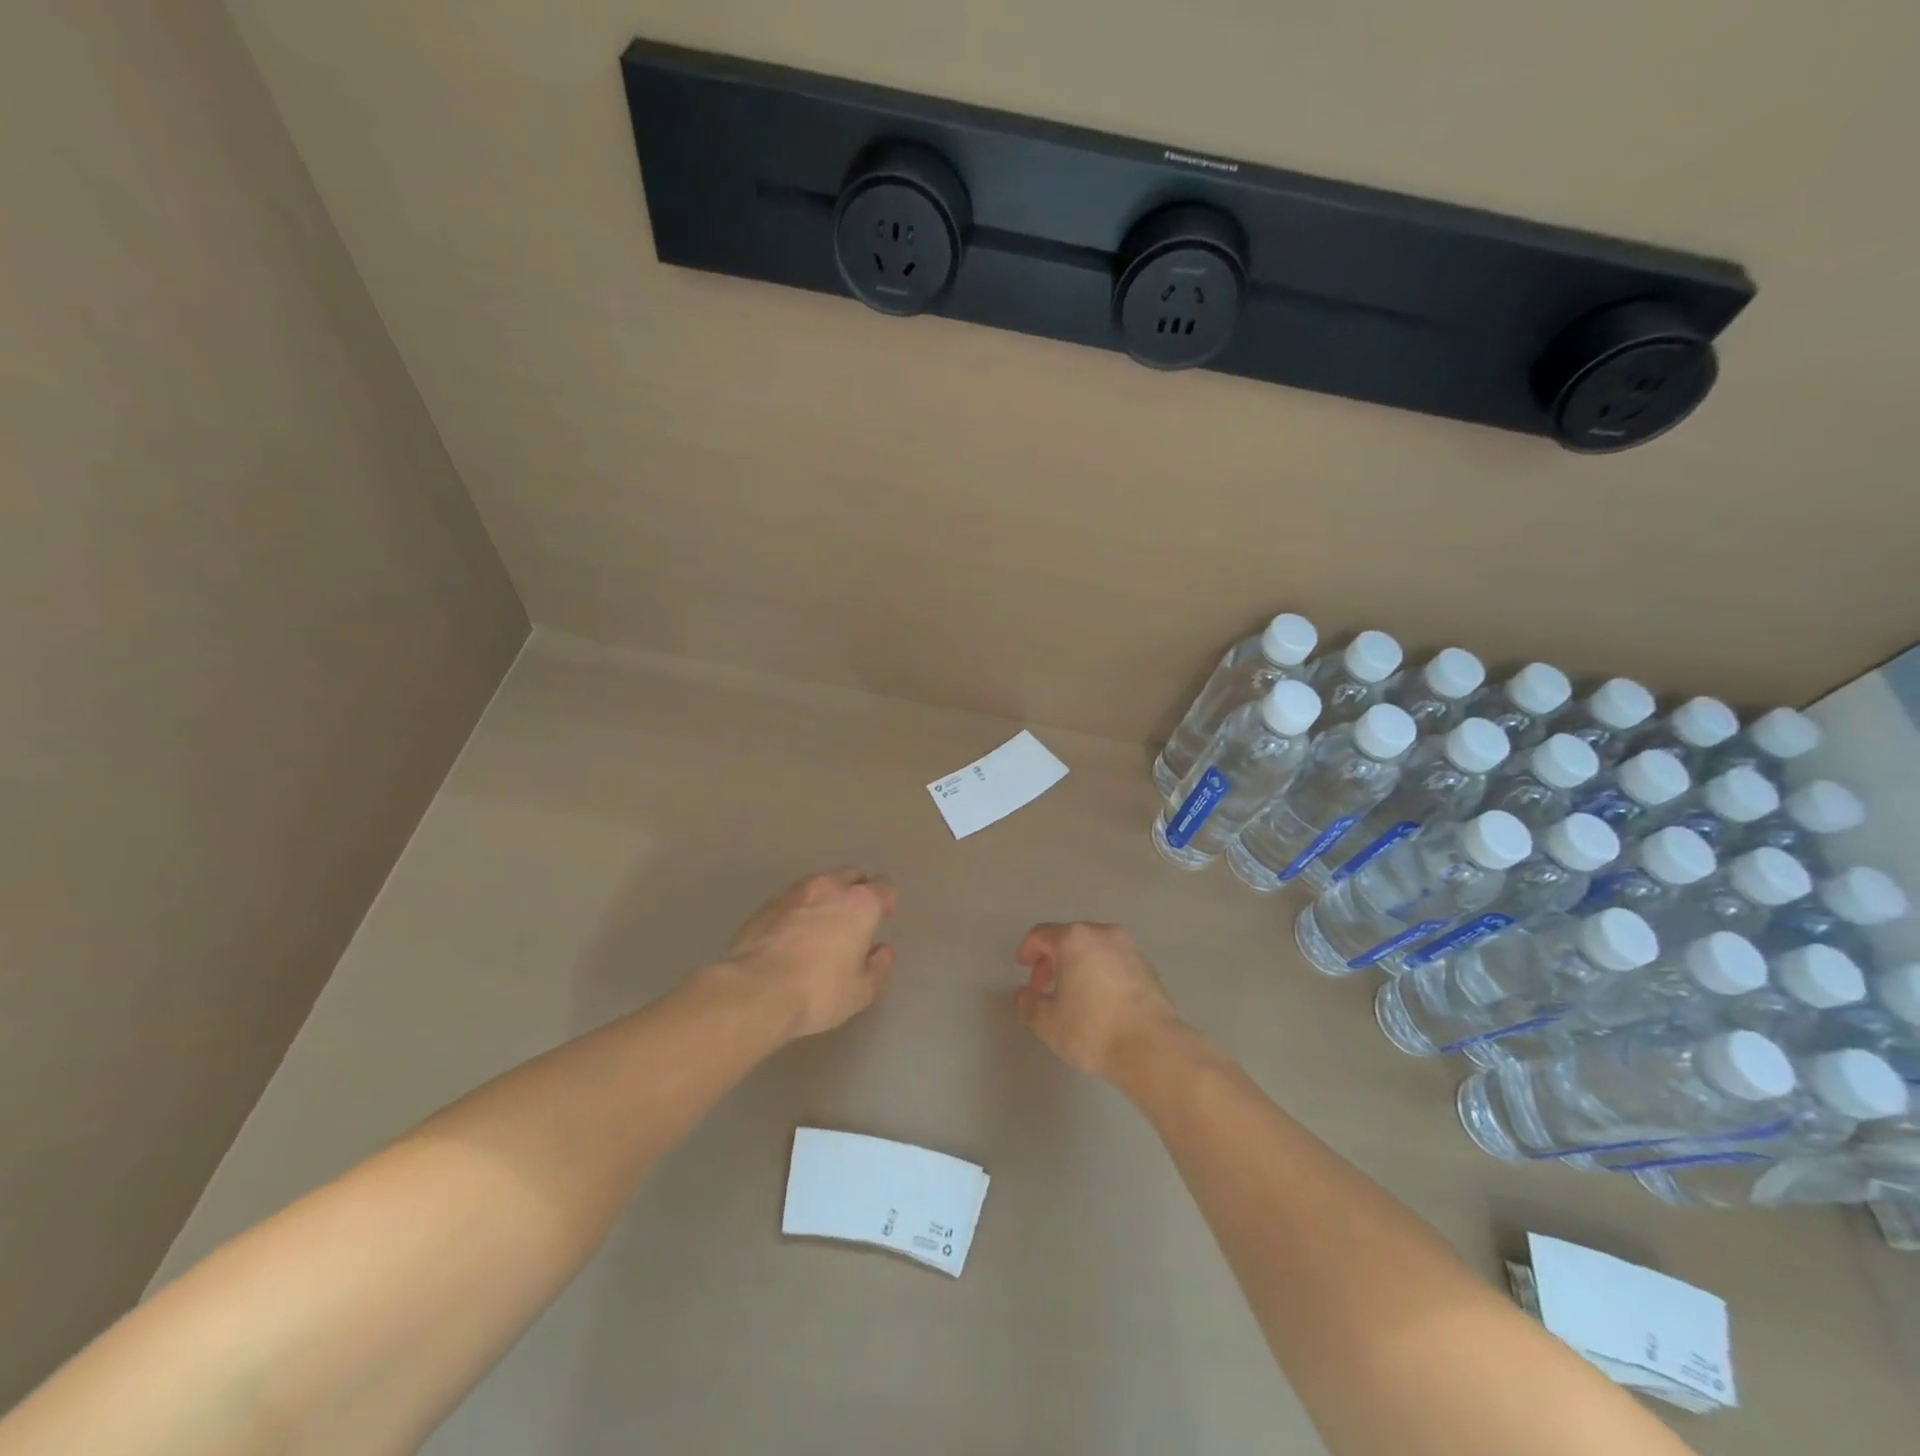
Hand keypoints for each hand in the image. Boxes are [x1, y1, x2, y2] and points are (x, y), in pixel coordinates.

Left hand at [724, 869, 897, 1037]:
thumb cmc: (819, 992)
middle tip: (853, 919)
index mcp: (860, 904)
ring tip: (820, 926)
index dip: (885, 901)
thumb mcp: (862, 991)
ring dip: (825, 899)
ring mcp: (793, 893)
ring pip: (818, 885)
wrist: (755, 993)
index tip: (882, 918)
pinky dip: (797, 911)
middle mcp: (829, 888)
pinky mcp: (765, 906)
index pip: (884, 887)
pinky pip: (791, 900)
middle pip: (851, 876)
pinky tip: (791, 935)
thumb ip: (879, 966)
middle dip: (856, 891)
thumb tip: (884, 950)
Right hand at [1014, 922, 1182, 1080]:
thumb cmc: (1093, 1029)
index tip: (1022, 967)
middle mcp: (1102, 934)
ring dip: (1077, 965)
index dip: (1028, 949)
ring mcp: (1129, 949)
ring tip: (1071, 994)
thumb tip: (1024, 995)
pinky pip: (1113, 962)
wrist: (1153, 1048)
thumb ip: (1029, 1005)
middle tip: (1043, 986)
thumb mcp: (1048, 1023)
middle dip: (1052, 959)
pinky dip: (1100, 972)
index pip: (1042, 934)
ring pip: (1094, 949)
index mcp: (1074, 939)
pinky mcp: (1148, 968)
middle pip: (1069, 938)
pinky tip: (1099, 1000)